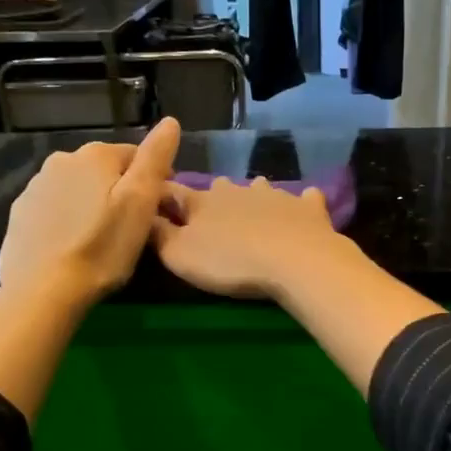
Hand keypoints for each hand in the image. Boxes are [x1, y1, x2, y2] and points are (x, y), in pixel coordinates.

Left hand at [0, 117, 180, 305]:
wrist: (42, 290)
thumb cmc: (102, 247)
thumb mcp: (140, 203)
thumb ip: (155, 159)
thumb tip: (170, 122)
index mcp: (95, 155)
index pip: (136, 155)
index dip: (154, 180)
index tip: (160, 210)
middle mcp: (62, 160)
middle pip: (105, 170)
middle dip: (121, 190)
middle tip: (132, 227)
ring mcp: (35, 186)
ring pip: (78, 188)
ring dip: (93, 204)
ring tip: (103, 238)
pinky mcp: (20, 214)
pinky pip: (55, 209)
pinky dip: (68, 219)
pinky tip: (74, 245)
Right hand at [153, 176, 355, 300]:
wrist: (295, 260)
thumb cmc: (230, 262)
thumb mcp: (179, 256)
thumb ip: (158, 235)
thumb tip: (142, 215)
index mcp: (202, 201)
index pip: (173, 192)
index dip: (162, 197)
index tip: (157, 205)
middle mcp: (237, 190)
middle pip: (218, 188)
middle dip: (213, 200)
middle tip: (213, 221)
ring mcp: (276, 195)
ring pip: (259, 188)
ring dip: (254, 198)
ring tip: (254, 216)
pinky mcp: (308, 208)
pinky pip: (304, 199)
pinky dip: (301, 204)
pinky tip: (303, 209)